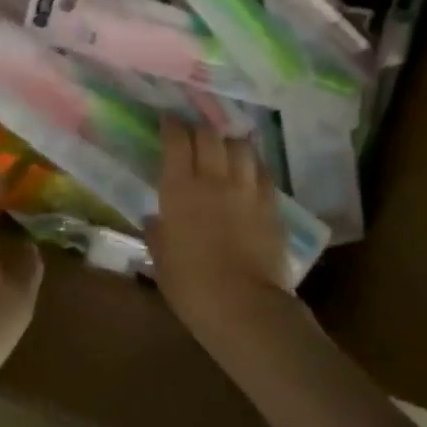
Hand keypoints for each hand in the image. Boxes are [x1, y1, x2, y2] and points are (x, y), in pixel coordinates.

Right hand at [147, 119, 298, 343]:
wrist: (244, 306)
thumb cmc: (192, 286)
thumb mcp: (161, 261)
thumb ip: (157, 234)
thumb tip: (155, 220)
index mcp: (180, 189)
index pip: (176, 141)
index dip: (171, 125)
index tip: (168, 120)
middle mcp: (214, 179)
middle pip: (210, 135)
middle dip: (200, 128)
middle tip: (194, 133)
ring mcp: (247, 189)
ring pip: (241, 146)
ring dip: (230, 141)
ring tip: (225, 147)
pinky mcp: (272, 204)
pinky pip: (263, 171)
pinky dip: (253, 165)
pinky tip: (250, 171)